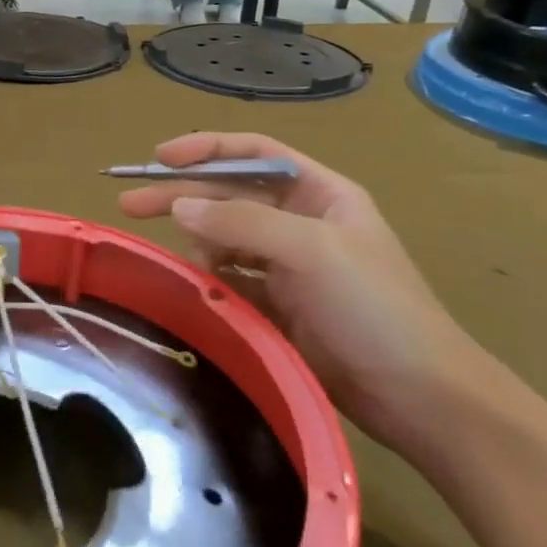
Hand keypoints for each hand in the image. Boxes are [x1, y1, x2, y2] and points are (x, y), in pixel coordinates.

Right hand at [118, 132, 499, 454]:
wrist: (418, 397)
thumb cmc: (375, 308)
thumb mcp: (312, 251)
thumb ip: (242, 222)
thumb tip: (179, 206)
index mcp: (319, 194)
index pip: (254, 154)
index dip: (206, 149)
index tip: (159, 158)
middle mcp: (300, 222)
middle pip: (229, 195)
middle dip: (182, 196)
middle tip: (129, 205)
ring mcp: (286, 266)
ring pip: (223, 239)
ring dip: (198, 244)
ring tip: (187, 266)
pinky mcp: (275, 306)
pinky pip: (228, 280)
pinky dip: (208, 280)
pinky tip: (196, 290)